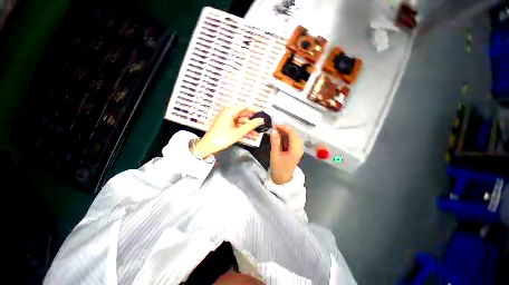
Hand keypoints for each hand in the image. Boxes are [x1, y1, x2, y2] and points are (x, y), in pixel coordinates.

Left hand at [193, 107, 264, 157]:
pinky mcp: (228, 125)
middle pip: (244, 115)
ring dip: (249, 128)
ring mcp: (228, 119)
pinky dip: (244, 130)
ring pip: (242, 122)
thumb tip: (262, 120)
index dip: (255, 111)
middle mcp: (229, 113)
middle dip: (252, 122)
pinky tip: (251, 135)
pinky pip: (238, 126)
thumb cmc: (223, 138)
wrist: (208, 146)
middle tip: (262, 126)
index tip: (263, 116)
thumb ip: (251, 125)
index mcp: (230, 111)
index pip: (245, 108)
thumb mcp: (238, 132)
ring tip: (258, 134)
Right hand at [270, 124, 303, 184]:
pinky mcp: (296, 151)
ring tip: (276, 132)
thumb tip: (274, 130)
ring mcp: (299, 150)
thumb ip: (275, 142)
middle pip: (295, 134)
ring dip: (286, 133)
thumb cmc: (278, 168)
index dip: (285, 128)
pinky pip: (293, 141)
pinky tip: (280, 137)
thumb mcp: (275, 154)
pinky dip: (287, 137)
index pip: (292, 134)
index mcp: (295, 150)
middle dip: (285, 129)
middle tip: (275, 128)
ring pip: (294, 137)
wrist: (282, 179)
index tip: (275, 125)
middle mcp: (299, 148)